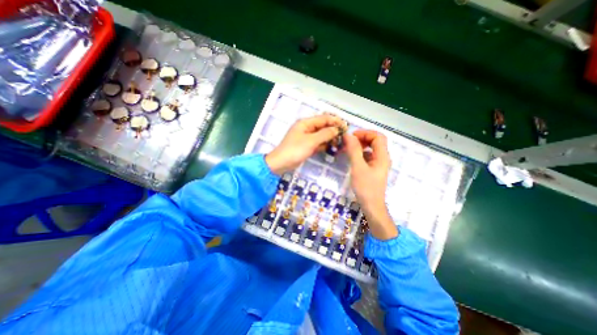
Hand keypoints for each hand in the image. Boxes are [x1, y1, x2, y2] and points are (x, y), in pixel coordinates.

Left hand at [265, 113, 345, 173]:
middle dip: (333, 131)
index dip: (335, 121)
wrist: (281, 163)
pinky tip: (333, 148)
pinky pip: (318, 143)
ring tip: (340, 144)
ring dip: (330, 138)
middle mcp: (306, 128)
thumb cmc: (295, 150)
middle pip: (323, 126)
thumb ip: (325, 134)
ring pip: (321, 135)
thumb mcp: (311, 141)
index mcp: (305, 123)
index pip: (323, 118)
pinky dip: (325, 145)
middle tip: (344, 137)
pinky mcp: (307, 146)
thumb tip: (337, 129)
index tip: (345, 127)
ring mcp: (306, 138)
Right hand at [346, 129, 395, 239]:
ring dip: (360, 146)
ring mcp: (378, 164)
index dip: (365, 133)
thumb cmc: (365, 187)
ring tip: (348, 148)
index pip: (378, 136)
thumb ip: (354, 150)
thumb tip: (348, 136)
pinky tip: (352, 157)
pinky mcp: (373, 169)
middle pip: (375, 141)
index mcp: (382, 156)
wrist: (371, 205)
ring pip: (371, 149)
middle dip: (362, 138)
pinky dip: (360, 153)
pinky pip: (368, 156)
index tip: (352, 136)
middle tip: (349, 142)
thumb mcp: (358, 167)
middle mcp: (382, 158)